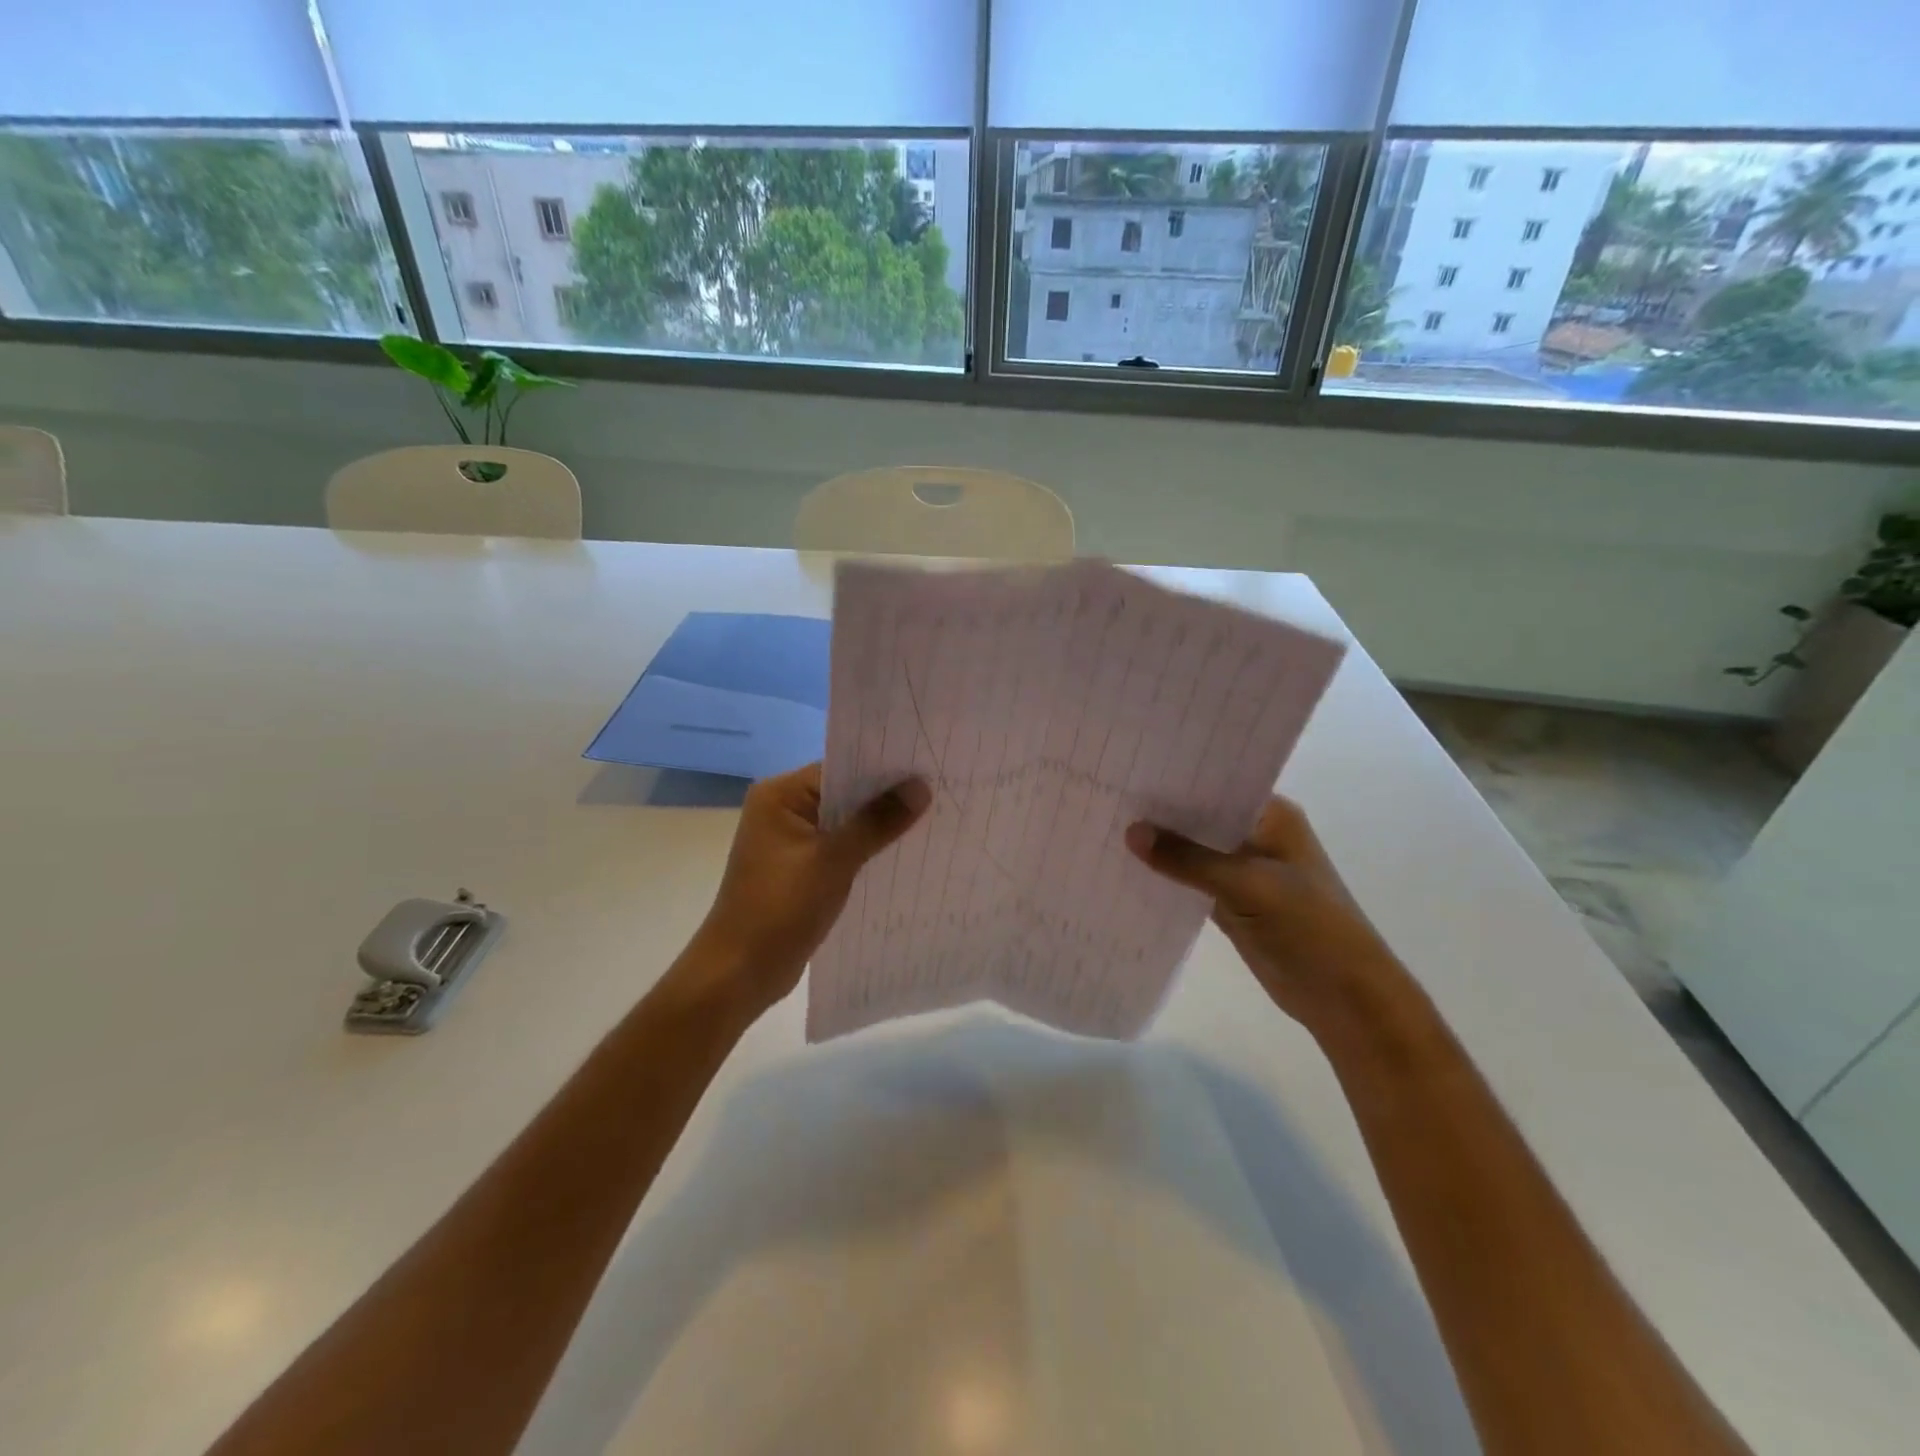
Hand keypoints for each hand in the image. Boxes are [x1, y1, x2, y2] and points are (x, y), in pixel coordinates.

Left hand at [690, 763, 929, 1022]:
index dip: (883, 769)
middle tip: (939, 792)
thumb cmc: (780, 909)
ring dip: (879, 826)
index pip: (840, 768)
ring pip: (845, 823)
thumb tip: (920, 786)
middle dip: (886, 798)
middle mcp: (782, 810)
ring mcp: (790, 842)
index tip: (927, 768)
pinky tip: (902, 854)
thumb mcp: (834, 861)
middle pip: (844, 794)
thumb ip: (877, 821)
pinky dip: (866, 851)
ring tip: (932, 820)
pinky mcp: (800, 869)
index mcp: (779, 796)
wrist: (739, 973)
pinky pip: (840, 849)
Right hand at [1125, 796, 1406, 1035]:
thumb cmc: (1309, 926)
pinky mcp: (1230, 903)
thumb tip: (1131, 831)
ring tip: (1105, 826)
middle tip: (1107, 795)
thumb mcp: (1247, 885)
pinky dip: (1165, 877)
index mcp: (1271, 816)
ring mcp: (1242, 870)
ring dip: (1160, 846)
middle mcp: (1255, 836)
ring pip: (1192, 850)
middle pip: (1199, 816)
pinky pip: (1189, 882)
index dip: (1176, 777)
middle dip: (1160, 812)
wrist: (1344, 997)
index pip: (1217, 784)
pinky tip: (1126, 868)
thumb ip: (1188, 859)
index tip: (1129, 769)